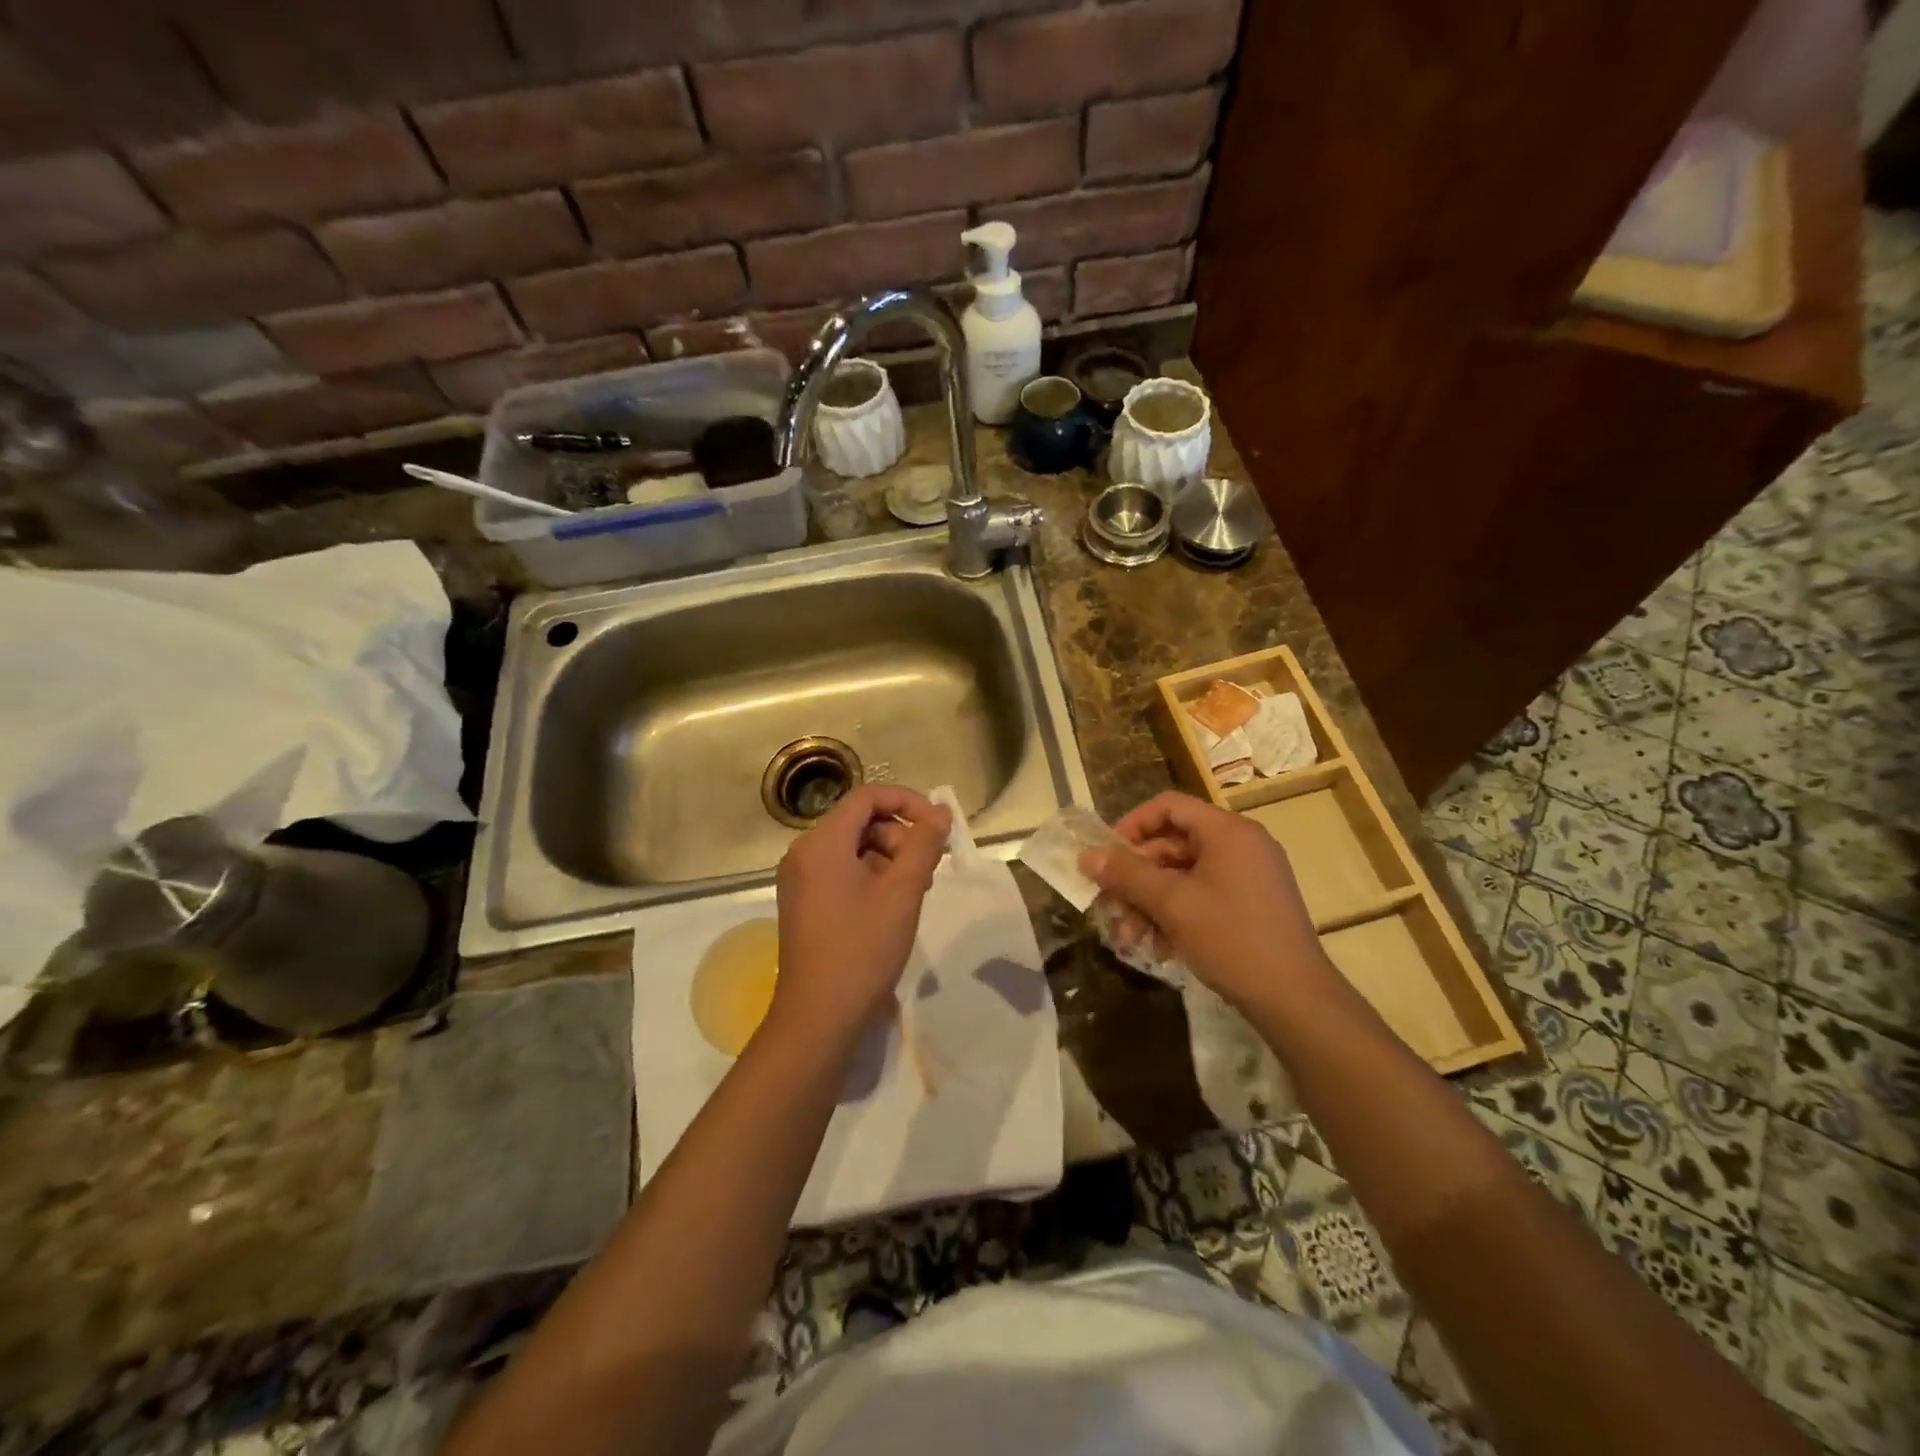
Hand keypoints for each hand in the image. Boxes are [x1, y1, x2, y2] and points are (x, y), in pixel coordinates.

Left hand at [769, 784, 951, 1044]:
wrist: (818, 1018)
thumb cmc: (862, 950)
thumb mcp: (902, 892)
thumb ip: (923, 844)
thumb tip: (940, 810)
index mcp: (821, 843)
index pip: (867, 798)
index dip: (908, 802)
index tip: (938, 826)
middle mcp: (804, 853)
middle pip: (861, 822)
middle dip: (900, 836)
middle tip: (929, 870)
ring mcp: (801, 880)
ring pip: (854, 848)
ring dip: (890, 859)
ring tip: (915, 892)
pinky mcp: (804, 903)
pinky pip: (842, 871)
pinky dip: (872, 877)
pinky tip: (893, 906)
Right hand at [1081, 791, 1342, 1016]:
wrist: (1296, 999)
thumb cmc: (1231, 939)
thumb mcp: (1171, 904)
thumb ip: (1127, 875)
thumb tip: (1086, 856)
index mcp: (1227, 831)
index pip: (1169, 806)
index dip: (1131, 826)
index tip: (1106, 856)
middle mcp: (1241, 844)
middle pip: (1172, 845)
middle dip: (1136, 878)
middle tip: (1108, 906)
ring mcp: (1249, 875)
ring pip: (1184, 875)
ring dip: (1151, 903)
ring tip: (1130, 939)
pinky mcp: (1252, 904)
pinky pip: (1203, 895)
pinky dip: (1177, 915)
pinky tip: (1161, 948)